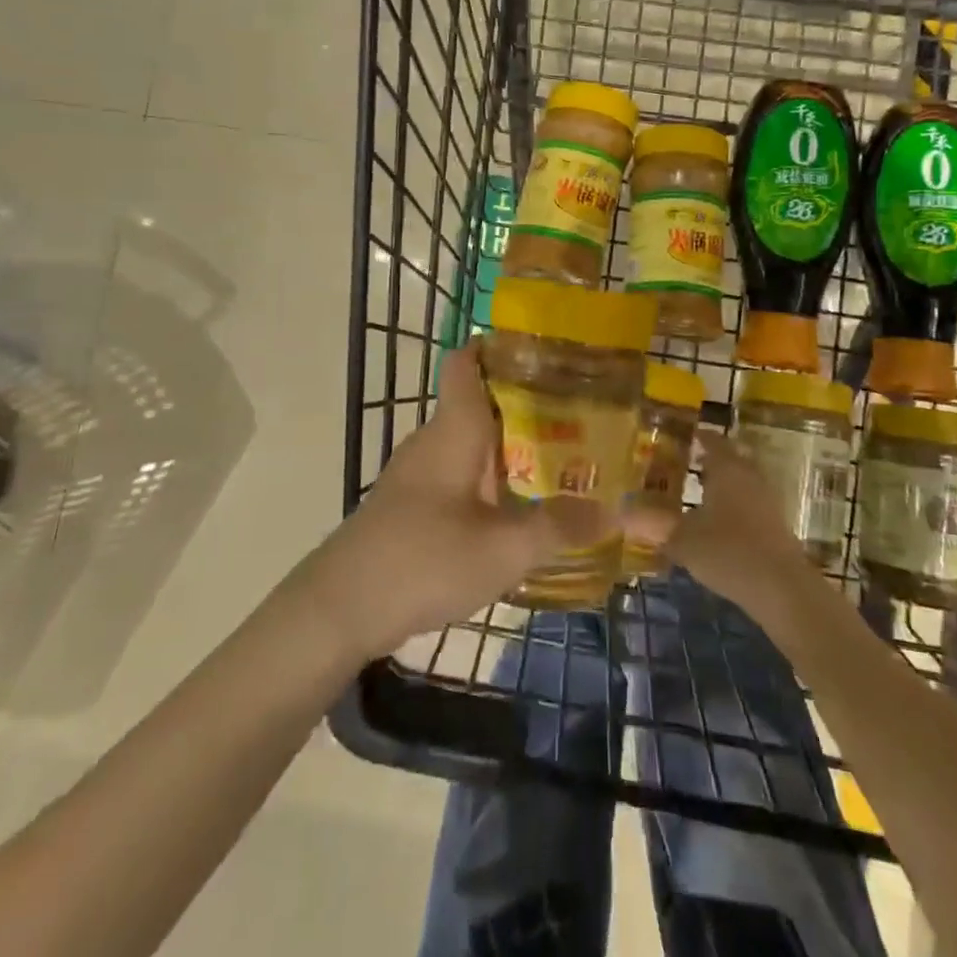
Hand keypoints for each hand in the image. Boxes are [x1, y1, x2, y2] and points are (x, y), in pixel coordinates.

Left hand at [306, 341, 607, 659]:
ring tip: (567, 458)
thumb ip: (560, 527)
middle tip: (587, 414)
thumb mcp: (502, 549)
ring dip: (515, 446)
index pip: (468, 361)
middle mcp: (435, 440)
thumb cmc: (421, 560)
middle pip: (484, 402)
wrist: (338, 610)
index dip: (502, 346)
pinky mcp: (414, 504)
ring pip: (474, 442)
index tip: (551, 351)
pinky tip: (522, 507)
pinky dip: (495, 479)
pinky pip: (463, 475)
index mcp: (454, 429)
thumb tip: (618, 512)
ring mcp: (420, 473)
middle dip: (532, 404)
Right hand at [658, 429, 812, 611]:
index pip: (712, 441)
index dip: (697, 437)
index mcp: (727, 468)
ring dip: (723, 484)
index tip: (682, 436)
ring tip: (698, 494)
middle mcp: (750, 477)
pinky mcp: (776, 526)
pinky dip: (734, 507)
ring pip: (742, 482)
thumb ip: (653, 523)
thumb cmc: (728, 551)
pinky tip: (718, 525)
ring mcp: (767, 501)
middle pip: (731, 459)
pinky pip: (750, 504)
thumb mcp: (682, 538)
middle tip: (687, 463)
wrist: (782, 589)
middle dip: (711, 459)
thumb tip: (619, 512)